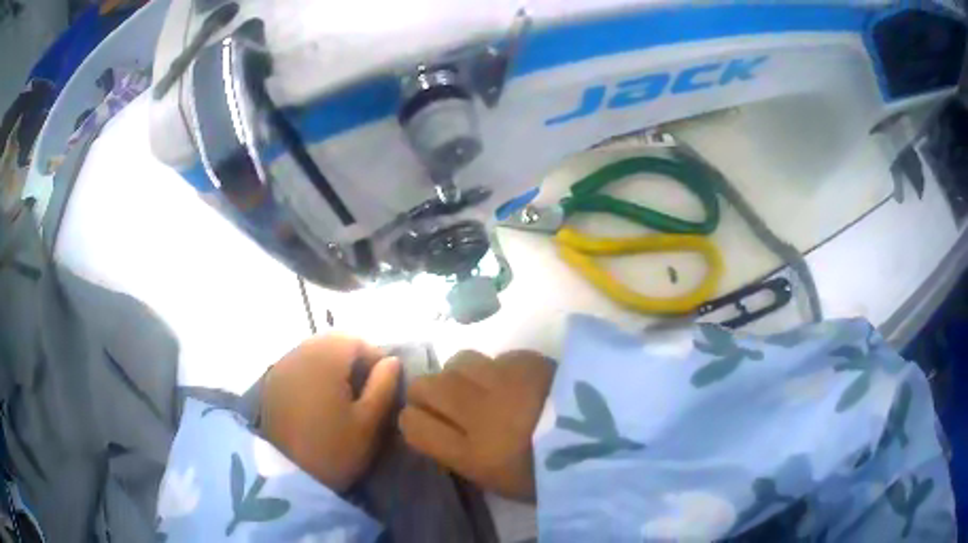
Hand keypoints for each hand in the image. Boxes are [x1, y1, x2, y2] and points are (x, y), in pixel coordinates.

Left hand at [260, 334, 399, 491]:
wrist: (287, 474)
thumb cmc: (334, 448)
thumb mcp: (369, 422)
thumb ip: (384, 386)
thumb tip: (392, 361)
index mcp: (326, 358)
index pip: (357, 341)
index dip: (376, 358)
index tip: (384, 386)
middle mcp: (300, 353)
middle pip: (333, 343)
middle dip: (353, 361)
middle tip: (364, 392)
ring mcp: (281, 366)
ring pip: (314, 352)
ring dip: (332, 366)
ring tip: (342, 397)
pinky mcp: (270, 382)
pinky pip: (298, 365)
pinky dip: (312, 375)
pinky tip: (317, 401)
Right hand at [400, 350, 554, 501]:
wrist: (608, 446)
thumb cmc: (549, 475)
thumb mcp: (498, 481)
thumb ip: (460, 455)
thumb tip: (438, 429)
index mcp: (473, 456)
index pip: (413, 426)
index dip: (412, 421)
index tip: (423, 421)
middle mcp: (481, 415)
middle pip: (425, 386)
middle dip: (427, 392)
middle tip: (445, 400)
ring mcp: (506, 382)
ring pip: (457, 361)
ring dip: (461, 374)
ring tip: (479, 385)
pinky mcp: (531, 361)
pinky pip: (497, 357)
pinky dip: (499, 368)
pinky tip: (516, 381)